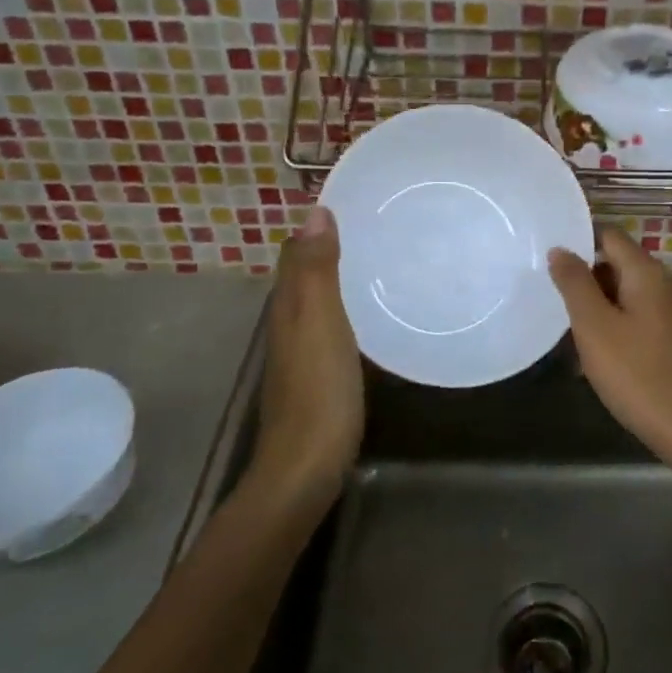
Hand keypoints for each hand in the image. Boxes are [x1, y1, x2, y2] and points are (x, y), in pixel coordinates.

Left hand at [257, 207, 363, 499]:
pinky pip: (331, 327)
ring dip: (340, 279)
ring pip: (318, 302)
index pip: (296, 252)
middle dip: (331, 248)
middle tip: (378, 228)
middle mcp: (289, 324)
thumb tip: (315, 212)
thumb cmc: (318, 390)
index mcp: (288, 306)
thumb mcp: (320, 322)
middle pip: (305, 275)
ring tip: (383, 262)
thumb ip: (316, 270)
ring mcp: (302, 353)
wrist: (306, 467)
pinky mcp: (319, 376)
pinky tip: (374, 315)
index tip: (355, 204)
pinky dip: (348, 310)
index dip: (317, 227)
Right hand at [548, 226, 671, 468]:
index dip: (579, 241)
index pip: (609, 235)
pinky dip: (617, 329)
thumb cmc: (637, 374)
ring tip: (570, 334)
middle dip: (586, 280)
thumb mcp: (595, 327)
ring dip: (599, 309)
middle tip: (554, 301)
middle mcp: (667, 285)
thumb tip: (560, 249)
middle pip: (619, 265)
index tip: (549, 257)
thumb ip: (575, 284)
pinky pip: (641, 321)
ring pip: (628, 297)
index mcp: (647, 273)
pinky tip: (599, 359)